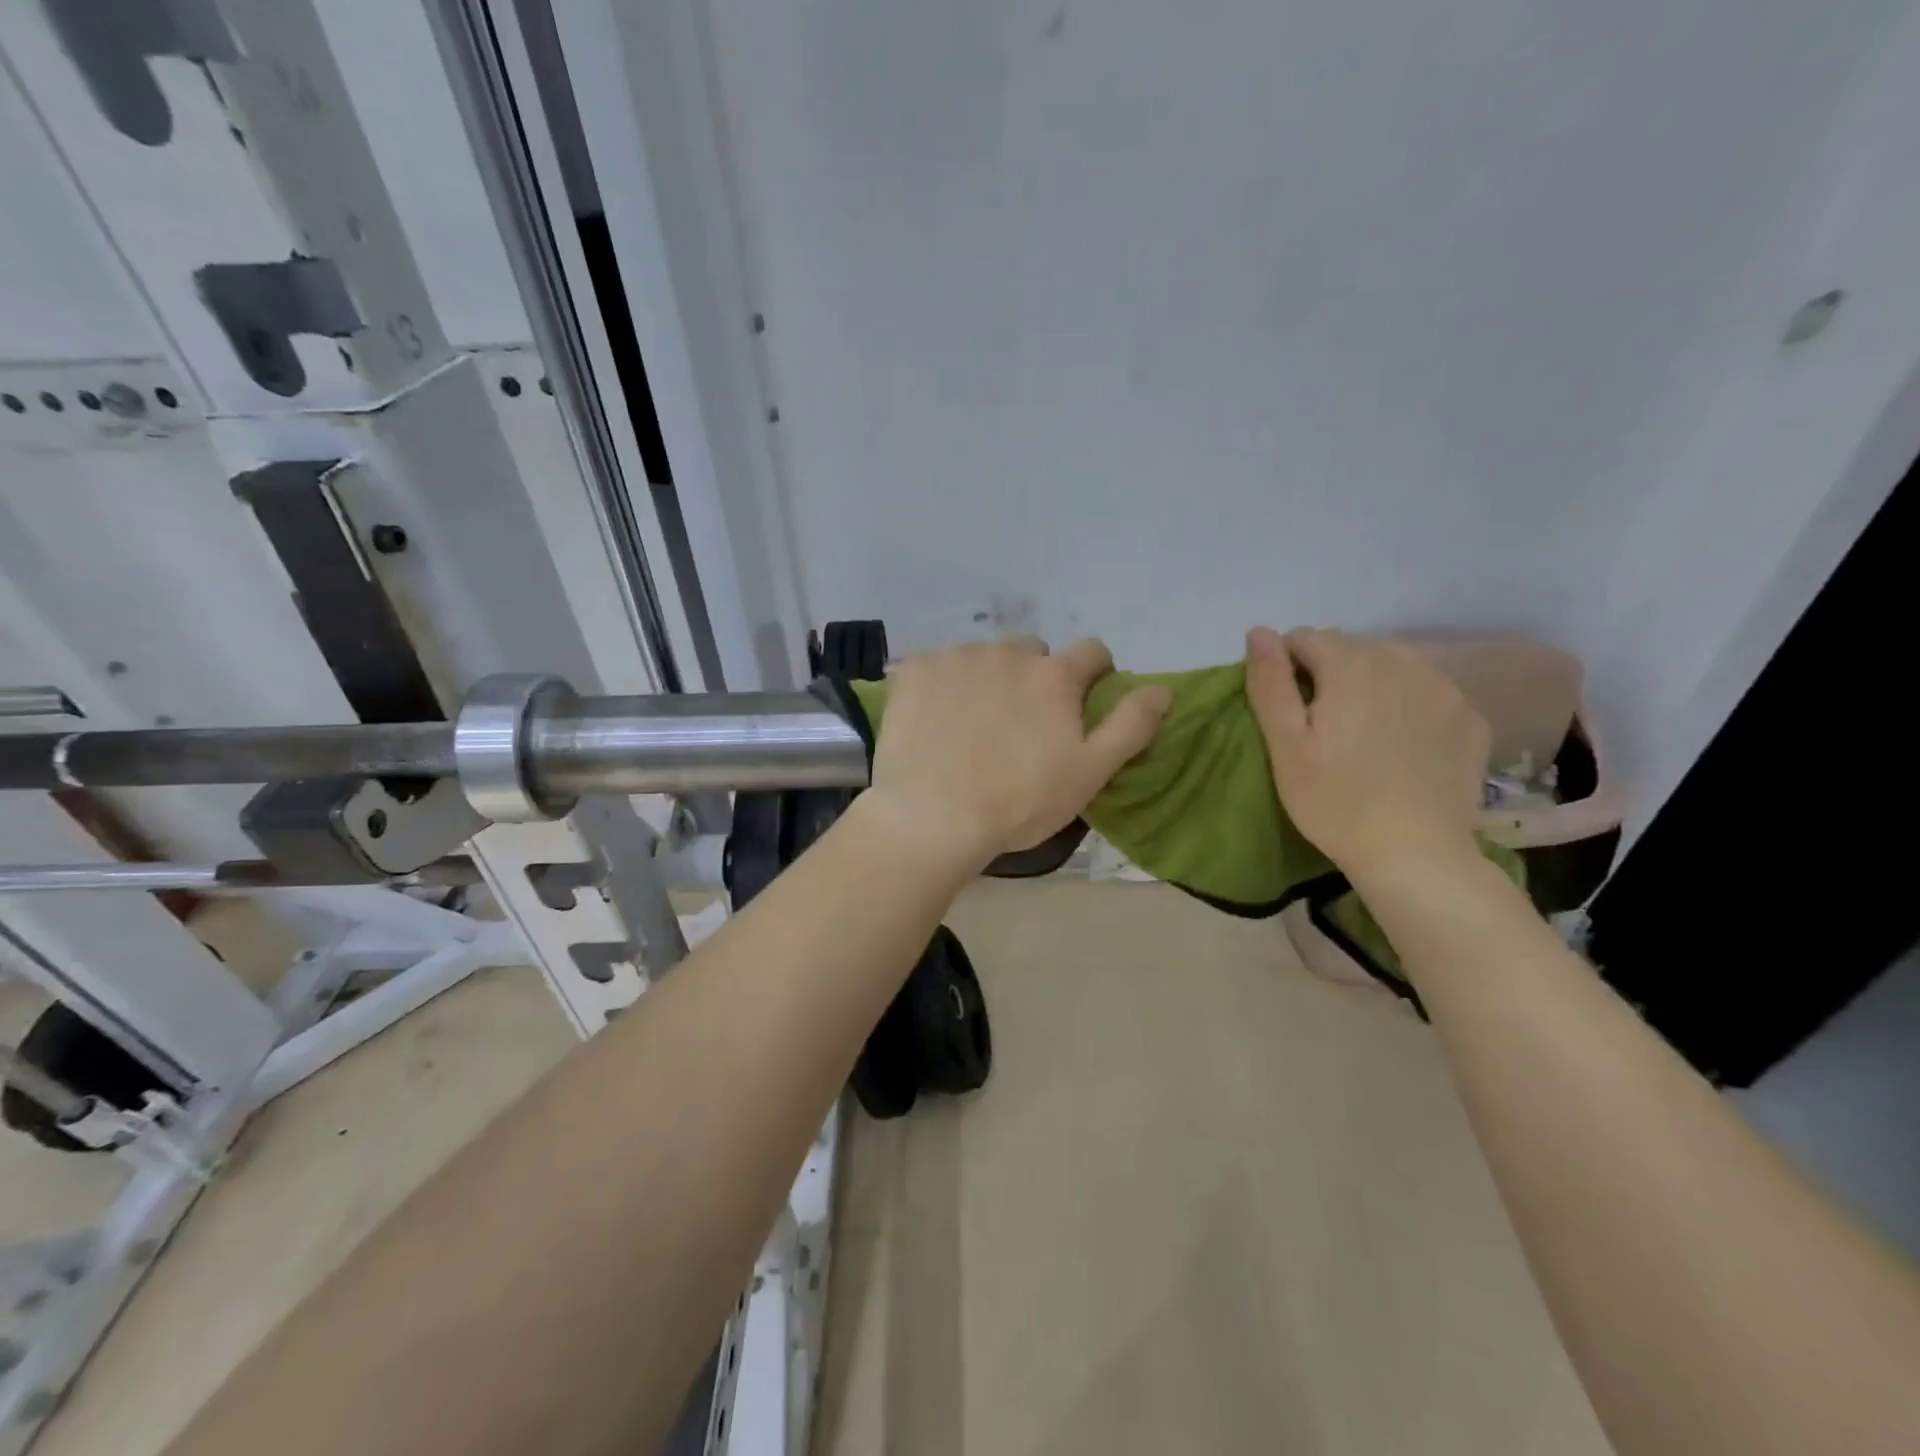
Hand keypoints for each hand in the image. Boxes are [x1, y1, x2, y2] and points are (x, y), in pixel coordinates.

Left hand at [863, 638, 1172, 870]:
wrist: (932, 817)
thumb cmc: (1019, 801)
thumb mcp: (1090, 771)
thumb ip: (1130, 725)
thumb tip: (1163, 689)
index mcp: (1054, 674)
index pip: (1092, 652)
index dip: (1095, 674)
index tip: (1083, 702)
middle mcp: (1007, 652)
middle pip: (1033, 653)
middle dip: (1035, 680)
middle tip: (1020, 726)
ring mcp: (956, 657)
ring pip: (984, 659)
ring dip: (987, 681)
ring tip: (973, 729)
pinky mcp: (915, 671)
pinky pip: (939, 668)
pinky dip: (942, 687)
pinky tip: (935, 724)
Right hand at [1244, 627, 1489, 878]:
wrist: (1416, 855)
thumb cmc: (1335, 802)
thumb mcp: (1286, 746)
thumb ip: (1270, 683)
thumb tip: (1259, 631)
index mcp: (1352, 666)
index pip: (1305, 638)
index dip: (1287, 668)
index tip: (1288, 710)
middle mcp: (1403, 662)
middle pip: (1351, 647)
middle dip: (1329, 672)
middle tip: (1322, 725)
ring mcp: (1445, 689)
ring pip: (1392, 664)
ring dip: (1370, 683)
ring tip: (1362, 731)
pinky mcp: (1470, 718)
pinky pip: (1427, 691)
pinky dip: (1407, 704)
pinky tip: (1402, 745)